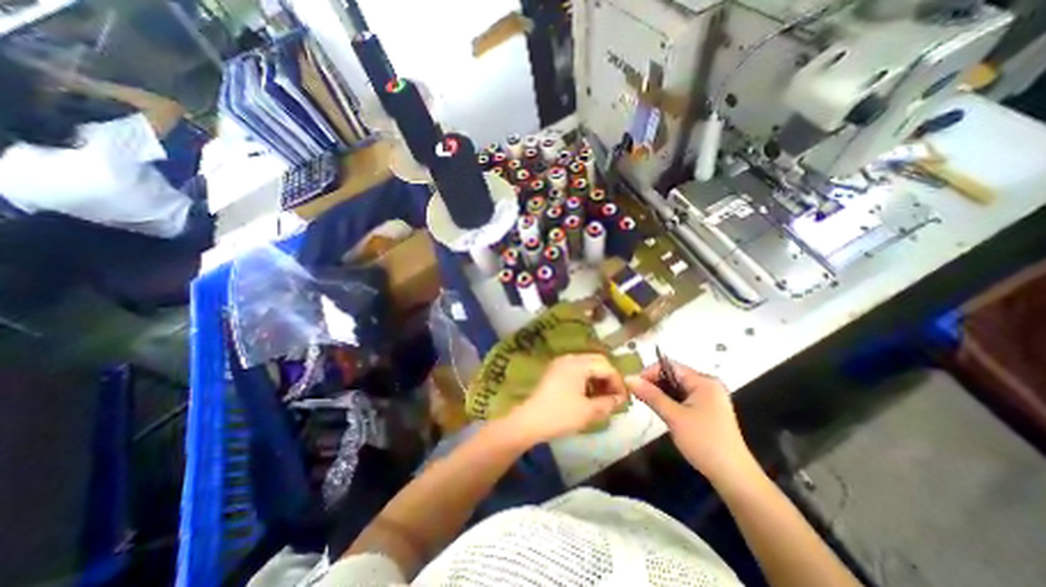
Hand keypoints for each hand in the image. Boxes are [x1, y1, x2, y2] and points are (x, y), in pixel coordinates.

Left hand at [509, 354, 627, 444]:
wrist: (529, 421)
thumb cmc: (561, 415)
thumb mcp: (588, 411)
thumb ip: (608, 403)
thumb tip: (620, 399)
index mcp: (579, 364)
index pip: (606, 367)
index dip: (618, 382)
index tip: (623, 399)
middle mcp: (570, 358)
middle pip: (597, 361)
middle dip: (608, 378)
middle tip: (614, 397)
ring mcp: (560, 363)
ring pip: (586, 365)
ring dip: (597, 378)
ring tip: (602, 398)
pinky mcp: (554, 371)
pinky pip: (576, 369)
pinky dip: (586, 379)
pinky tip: (587, 395)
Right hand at [623, 365, 755, 482]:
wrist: (733, 477)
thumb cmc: (704, 442)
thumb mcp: (674, 417)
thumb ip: (651, 395)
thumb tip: (629, 378)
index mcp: (703, 381)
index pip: (669, 366)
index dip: (649, 372)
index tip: (633, 385)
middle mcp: (707, 385)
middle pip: (673, 375)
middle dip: (654, 383)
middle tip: (636, 395)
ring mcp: (709, 398)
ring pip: (677, 387)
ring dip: (660, 393)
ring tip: (645, 402)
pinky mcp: (707, 410)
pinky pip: (683, 398)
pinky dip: (670, 401)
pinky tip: (660, 409)